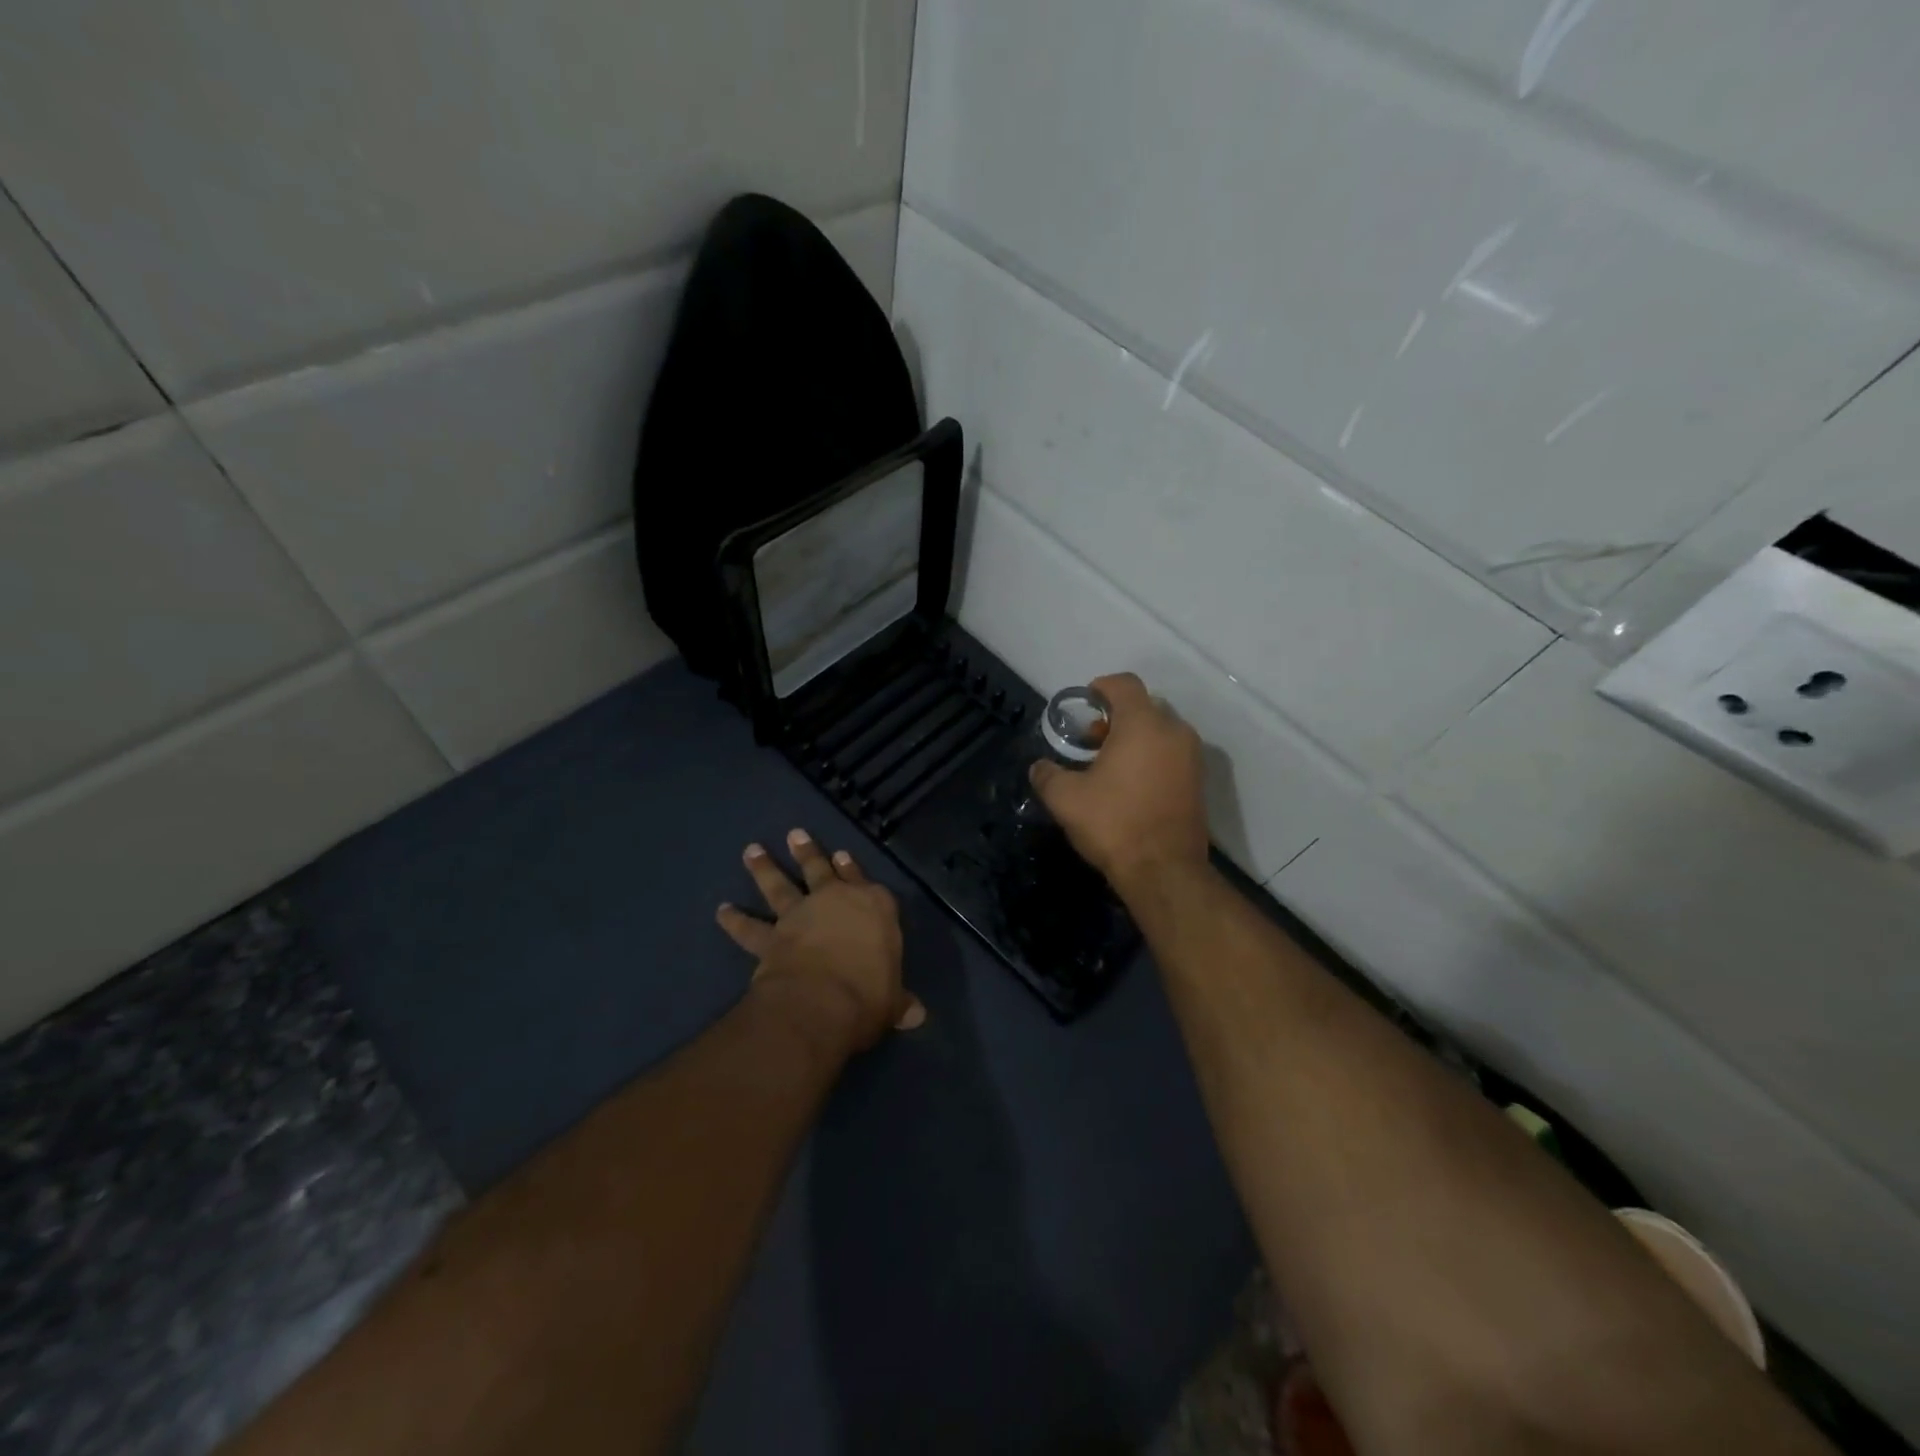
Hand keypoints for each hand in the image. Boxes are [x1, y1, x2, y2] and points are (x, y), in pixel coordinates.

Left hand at [717, 829, 925, 1056]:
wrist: (822, 1001)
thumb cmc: (869, 994)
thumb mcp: (892, 1000)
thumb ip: (900, 1002)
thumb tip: (918, 1015)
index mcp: (874, 907)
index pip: (865, 882)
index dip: (853, 869)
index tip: (842, 855)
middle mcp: (835, 901)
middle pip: (819, 870)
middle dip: (808, 852)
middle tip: (794, 834)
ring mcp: (800, 915)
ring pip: (779, 886)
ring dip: (764, 869)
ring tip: (751, 850)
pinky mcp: (771, 937)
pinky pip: (749, 928)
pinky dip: (734, 920)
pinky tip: (722, 910)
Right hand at [1028, 672, 1209, 893]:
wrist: (1164, 871)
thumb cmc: (1114, 824)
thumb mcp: (1065, 799)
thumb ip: (1048, 775)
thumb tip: (1039, 767)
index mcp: (1143, 724)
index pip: (1125, 685)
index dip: (1102, 687)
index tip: (1085, 701)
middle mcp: (1174, 732)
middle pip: (1144, 707)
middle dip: (1116, 717)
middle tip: (1091, 741)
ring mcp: (1191, 757)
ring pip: (1160, 731)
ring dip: (1134, 738)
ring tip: (1108, 765)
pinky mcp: (1199, 782)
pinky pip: (1172, 753)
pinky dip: (1152, 756)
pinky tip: (1130, 784)